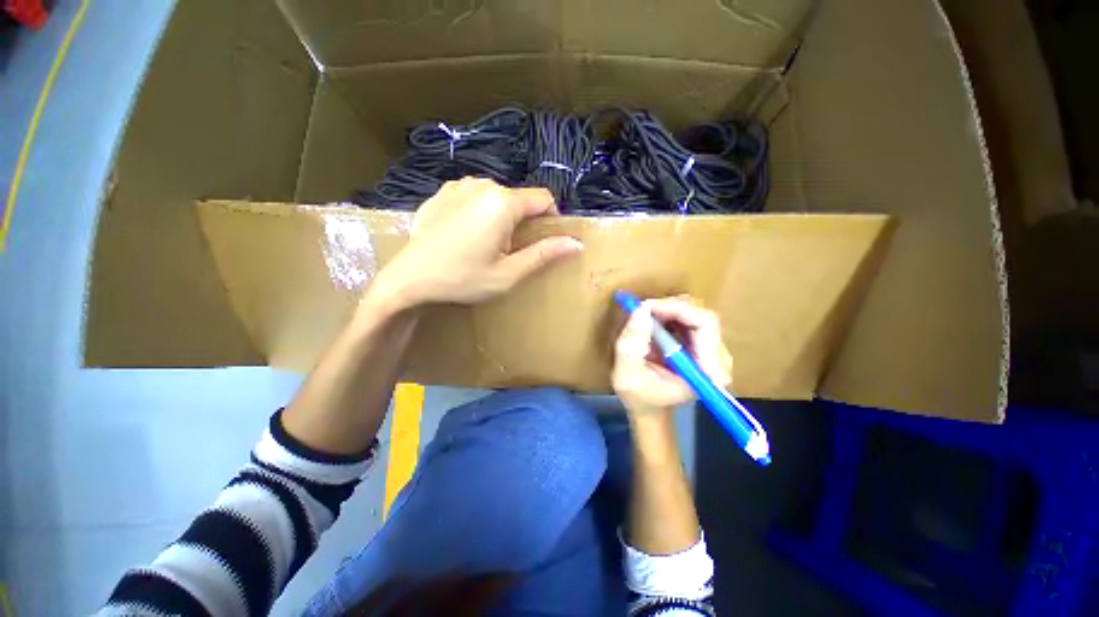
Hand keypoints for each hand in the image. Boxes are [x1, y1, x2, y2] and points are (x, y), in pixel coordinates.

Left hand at [371, 178, 582, 308]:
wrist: (408, 280)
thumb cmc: (462, 279)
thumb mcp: (508, 274)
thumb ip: (544, 255)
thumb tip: (576, 244)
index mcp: (502, 203)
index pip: (543, 198)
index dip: (551, 218)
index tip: (544, 241)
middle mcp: (482, 185)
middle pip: (519, 197)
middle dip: (524, 221)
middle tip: (511, 251)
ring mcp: (458, 186)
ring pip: (497, 195)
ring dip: (502, 216)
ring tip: (488, 243)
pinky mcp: (441, 192)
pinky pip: (474, 196)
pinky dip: (480, 211)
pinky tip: (466, 233)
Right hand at [612, 296, 732, 417]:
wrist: (650, 406)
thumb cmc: (639, 397)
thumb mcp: (626, 375)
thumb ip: (631, 345)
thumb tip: (641, 310)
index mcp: (707, 371)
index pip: (704, 325)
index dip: (675, 310)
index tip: (646, 308)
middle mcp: (718, 359)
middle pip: (702, 316)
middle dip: (670, 307)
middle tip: (642, 309)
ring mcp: (713, 350)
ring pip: (696, 313)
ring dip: (668, 309)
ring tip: (645, 316)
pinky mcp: (703, 344)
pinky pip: (691, 317)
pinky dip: (669, 313)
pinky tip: (653, 321)